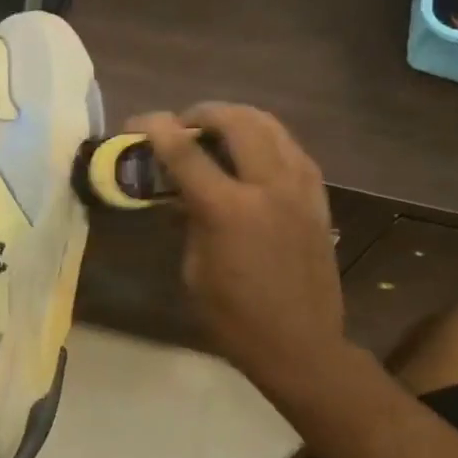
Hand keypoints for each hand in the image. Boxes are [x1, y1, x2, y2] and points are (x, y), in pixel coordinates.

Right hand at [138, 104, 347, 411]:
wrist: (300, 344)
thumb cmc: (233, 317)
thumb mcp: (194, 269)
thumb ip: (190, 222)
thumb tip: (184, 195)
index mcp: (228, 210)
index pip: (186, 153)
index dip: (158, 130)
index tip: (139, 121)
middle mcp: (268, 188)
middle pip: (238, 122)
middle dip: (205, 113)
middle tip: (183, 123)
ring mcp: (300, 191)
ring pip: (273, 128)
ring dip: (240, 119)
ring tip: (217, 128)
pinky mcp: (318, 200)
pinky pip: (293, 151)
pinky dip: (268, 140)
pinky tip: (254, 152)